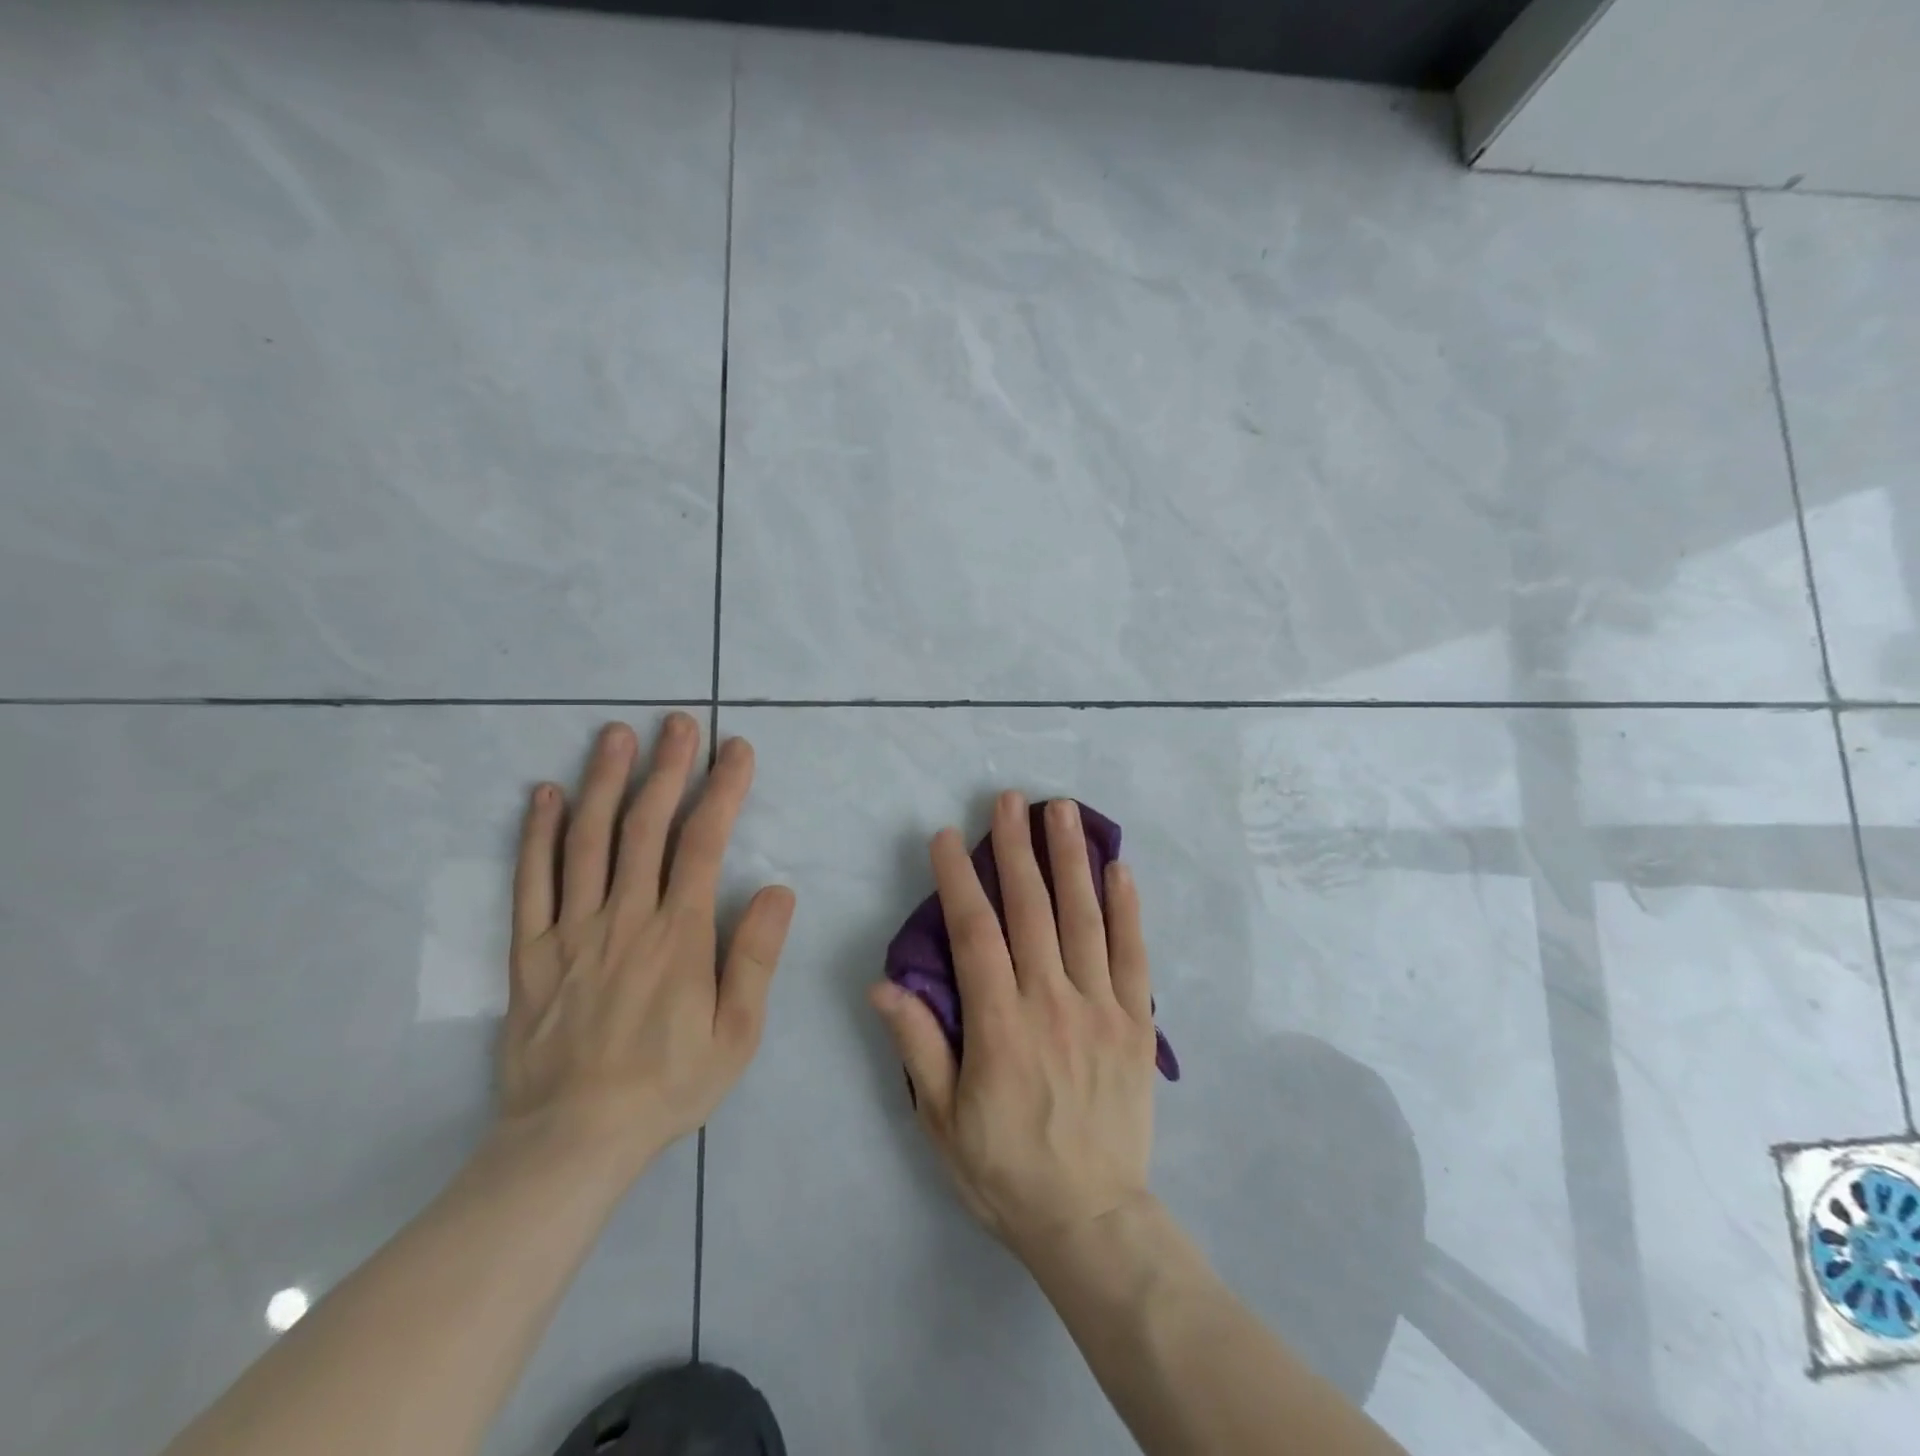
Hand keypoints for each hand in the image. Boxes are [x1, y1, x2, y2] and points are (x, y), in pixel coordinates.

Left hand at [497, 715, 794, 1178]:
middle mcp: (625, 918)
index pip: (704, 843)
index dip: (722, 790)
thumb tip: (778, 890)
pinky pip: (531, 882)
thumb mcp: (737, 1034)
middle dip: (666, 767)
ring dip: (604, 781)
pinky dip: (538, 834)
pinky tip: (545, 795)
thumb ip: (755, 958)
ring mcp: (572, 931)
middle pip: (646, 826)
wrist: (572, 1140)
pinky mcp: (531, 951)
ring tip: (615, 734)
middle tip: (677, 722)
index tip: (735, 750)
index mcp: (679, 935)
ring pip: (588, 841)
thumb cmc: (668, 1085)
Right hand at [870, 792, 1157, 1260]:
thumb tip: (884, 984)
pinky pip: (1134, 955)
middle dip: (1016, 849)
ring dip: (1070, 859)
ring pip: (1083, 919)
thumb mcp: (942, 1120)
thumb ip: (918, 1046)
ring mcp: (1101, 1009)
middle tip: (1009, 799)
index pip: (974, 933)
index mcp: (1000, 1025)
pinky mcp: (1136, 1023)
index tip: (947, 836)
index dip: (959, 880)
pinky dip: (1127, 908)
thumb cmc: (1005, 1169)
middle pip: (1031, 909)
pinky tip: (1119, 868)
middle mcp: (1051, 1003)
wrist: (1091, 1219)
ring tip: (1061, 811)